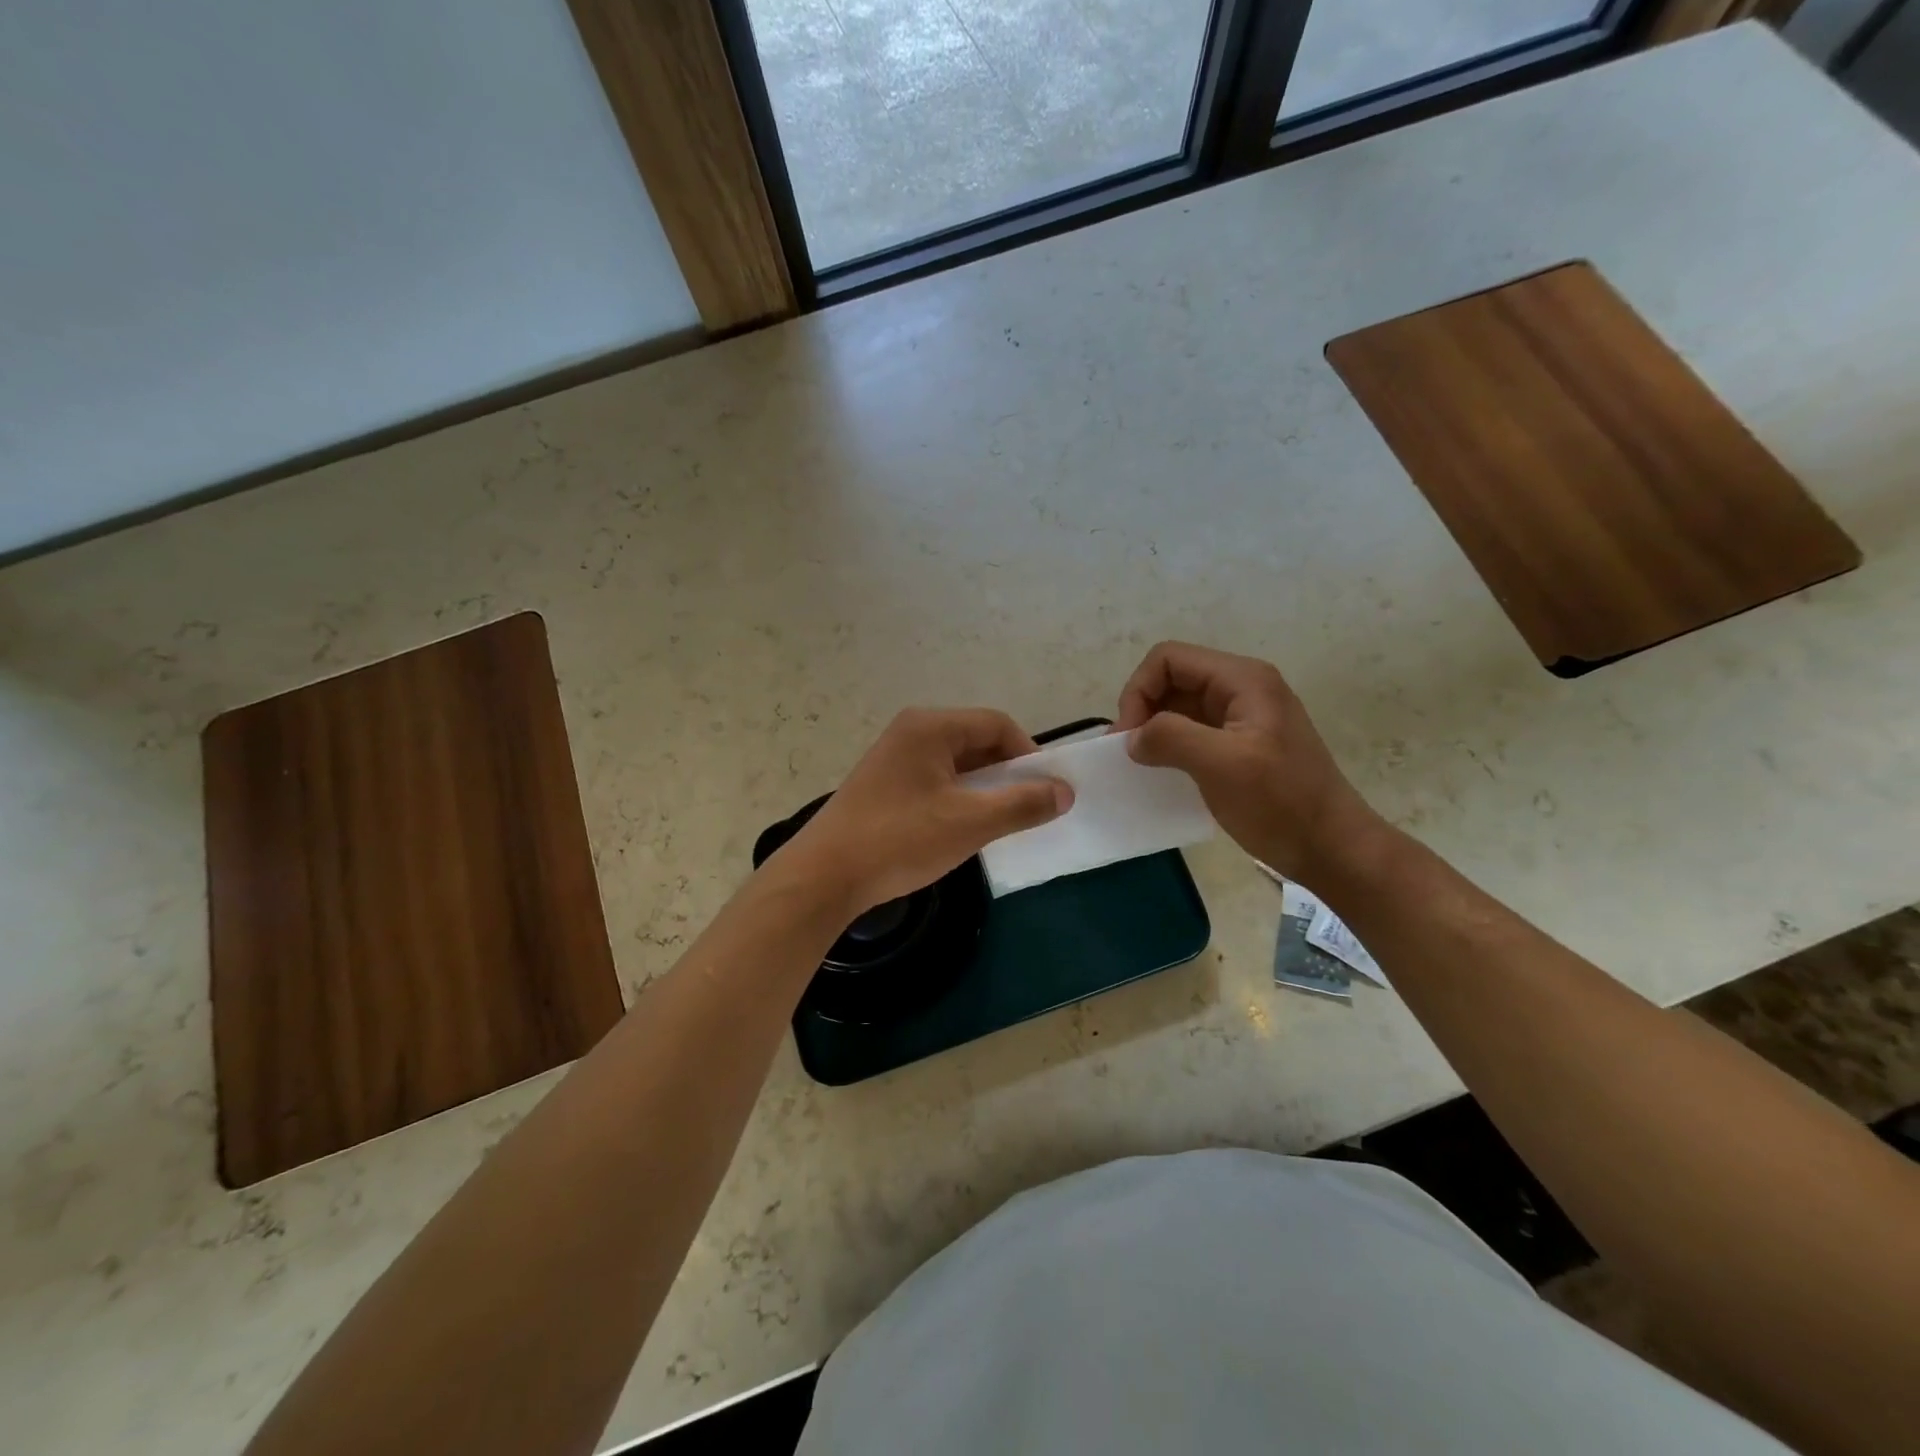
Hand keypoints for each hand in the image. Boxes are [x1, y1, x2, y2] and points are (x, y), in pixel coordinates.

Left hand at [777, 708, 1071, 914]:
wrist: (824, 876)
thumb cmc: (900, 839)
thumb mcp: (971, 823)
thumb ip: (1023, 803)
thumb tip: (1065, 792)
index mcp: (931, 727)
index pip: (998, 724)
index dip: (1029, 754)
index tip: (1047, 790)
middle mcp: (911, 732)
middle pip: (976, 741)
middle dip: (1007, 774)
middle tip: (1025, 809)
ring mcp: (893, 758)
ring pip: (956, 765)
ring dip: (983, 790)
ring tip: (997, 824)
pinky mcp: (883, 785)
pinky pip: (935, 781)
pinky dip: (957, 799)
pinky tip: (960, 830)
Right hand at [1114, 641, 1379, 882]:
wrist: (1332, 849)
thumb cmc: (1280, 803)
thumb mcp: (1222, 765)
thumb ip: (1171, 738)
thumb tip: (1133, 738)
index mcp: (1242, 679)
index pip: (1168, 659)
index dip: (1139, 691)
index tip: (1129, 737)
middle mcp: (1243, 688)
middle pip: (1173, 679)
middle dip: (1144, 710)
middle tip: (1131, 754)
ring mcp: (1244, 717)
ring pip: (1181, 706)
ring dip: (1155, 730)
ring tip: (1144, 765)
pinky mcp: (1242, 745)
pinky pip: (1195, 732)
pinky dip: (1172, 747)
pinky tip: (1166, 774)